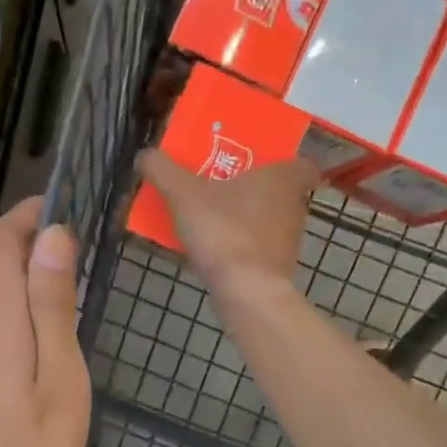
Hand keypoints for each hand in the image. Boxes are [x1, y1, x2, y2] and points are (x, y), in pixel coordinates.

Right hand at [136, 151, 318, 297]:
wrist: (245, 290)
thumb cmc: (224, 230)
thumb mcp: (183, 193)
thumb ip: (162, 169)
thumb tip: (145, 155)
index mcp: (284, 178)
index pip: (302, 164)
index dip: (283, 163)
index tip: (260, 164)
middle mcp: (295, 207)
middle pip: (278, 192)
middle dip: (252, 190)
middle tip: (220, 186)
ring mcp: (289, 242)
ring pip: (267, 222)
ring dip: (244, 220)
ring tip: (210, 219)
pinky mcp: (278, 270)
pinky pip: (257, 250)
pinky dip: (239, 249)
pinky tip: (211, 252)